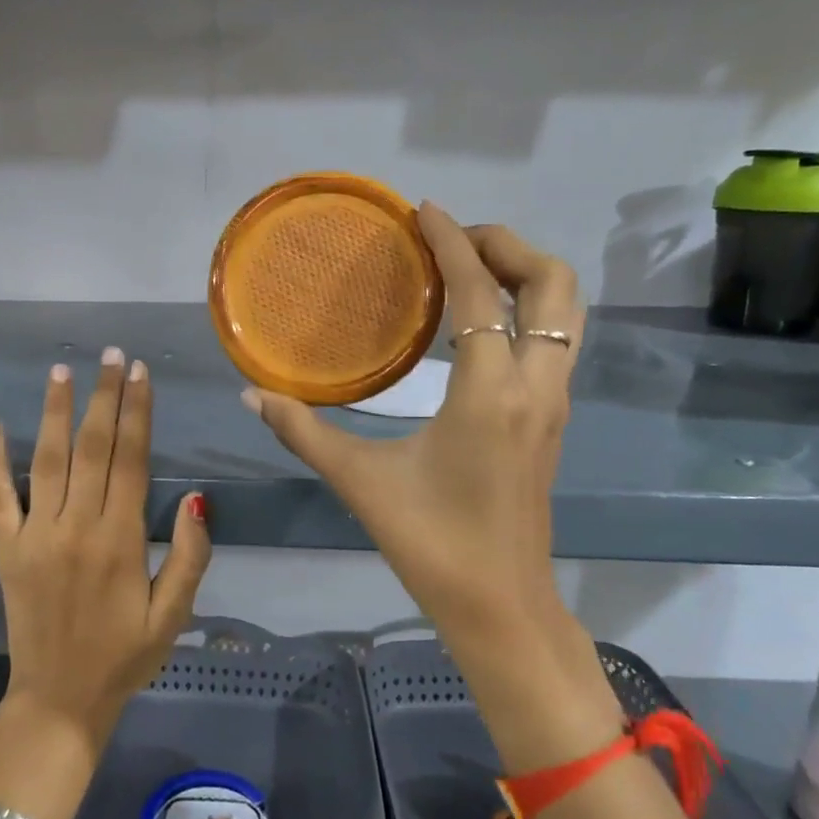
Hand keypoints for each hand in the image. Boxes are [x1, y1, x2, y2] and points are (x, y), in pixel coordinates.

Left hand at [0, 348, 212, 757]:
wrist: (59, 700)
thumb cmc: (124, 657)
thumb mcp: (173, 615)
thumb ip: (191, 555)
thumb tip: (198, 497)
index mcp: (121, 539)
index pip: (132, 459)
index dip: (137, 411)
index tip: (139, 373)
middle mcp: (77, 526)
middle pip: (93, 447)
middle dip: (103, 397)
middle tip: (109, 355)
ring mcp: (36, 535)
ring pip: (47, 460)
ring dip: (54, 412)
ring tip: (61, 371)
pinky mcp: (7, 549)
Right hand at [243, 204, 621, 767]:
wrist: (500, 606)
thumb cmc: (430, 543)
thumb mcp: (360, 481)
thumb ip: (303, 431)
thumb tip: (252, 395)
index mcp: (489, 392)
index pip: (479, 292)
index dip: (453, 242)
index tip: (424, 211)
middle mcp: (535, 385)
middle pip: (553, 284)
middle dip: (508, 245)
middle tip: (454, 241)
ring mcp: (553, 403)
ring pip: (566, 312)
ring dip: (526, 275)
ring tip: (470, 270)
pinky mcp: (553, 420)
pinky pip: (556, 340)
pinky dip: (528, 310)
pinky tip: (479, 325)